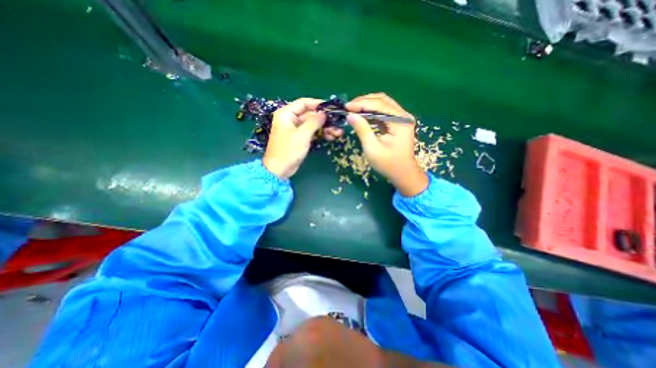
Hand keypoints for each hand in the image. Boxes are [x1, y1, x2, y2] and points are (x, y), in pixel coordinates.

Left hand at [264, 96, 343, 178]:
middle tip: (338, 124)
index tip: (332, 108)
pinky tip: (331, 137)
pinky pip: (312, 132)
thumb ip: (314, 122)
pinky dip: (321, 134)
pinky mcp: (300, 138)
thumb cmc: (288, 150)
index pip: (304, 103)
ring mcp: (296, 129)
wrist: (279, 170)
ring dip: (325, 128)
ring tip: (338, 133)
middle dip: (325, 120)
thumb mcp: (302, 135)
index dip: (318, 104)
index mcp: (286, 113)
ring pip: (313, 124)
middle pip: (310, 114)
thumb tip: (324, 113)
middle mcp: (291, 119)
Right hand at [345, 93, 428, 195]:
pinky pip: (384, 111)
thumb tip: (350, 115)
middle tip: (348, 107)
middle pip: (382, 100)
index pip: (380, 105)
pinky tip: (362, 114)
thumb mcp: (372, 149)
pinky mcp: (398, 122)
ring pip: (383, 103)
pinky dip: (372, 111)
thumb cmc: (388, 164)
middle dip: (364, 101)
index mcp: (400, 122)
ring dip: (367, 104)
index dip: (362, 104)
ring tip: (353, 109)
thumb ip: (362, 130)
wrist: (403, 173)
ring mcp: (402, 118)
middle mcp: (403, 116)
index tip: (347, 107)